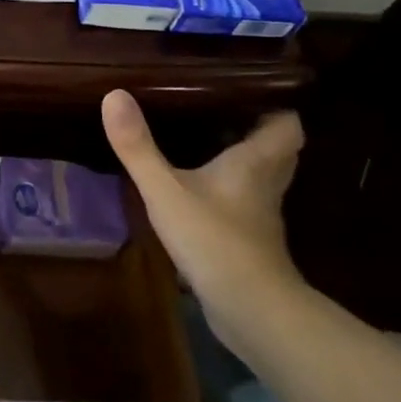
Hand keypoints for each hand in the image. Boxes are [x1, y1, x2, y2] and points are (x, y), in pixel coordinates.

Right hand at [101, 90, 305, 348]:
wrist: (251, 311)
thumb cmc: (214, 239)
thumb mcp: (165, 189)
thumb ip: (138, 146)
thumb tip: (114, 94)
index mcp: (255, 162)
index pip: (287, 124)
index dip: (275, 105)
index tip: (247, 90)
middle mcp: (265, 185)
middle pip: (279, 150)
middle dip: (257, 131)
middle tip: (221, 112)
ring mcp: (261, 217)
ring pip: (262, 179)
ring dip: (244, 162)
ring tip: (207, 143)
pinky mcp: (251, 243)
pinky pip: (246, 204)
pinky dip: (230, 193)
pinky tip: (200, 191)